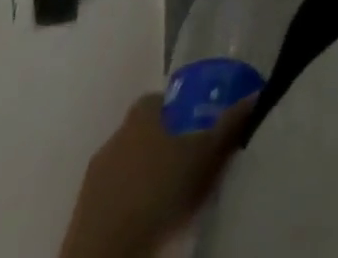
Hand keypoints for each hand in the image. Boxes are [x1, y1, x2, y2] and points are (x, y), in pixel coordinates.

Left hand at [58, 94, 253, 257]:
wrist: (106, 255)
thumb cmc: (160, 192)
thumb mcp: (205, 157)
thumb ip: (229, 126)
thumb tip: (256, 95)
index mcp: (141, 116)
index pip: (158, 100)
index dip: (177, 111)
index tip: (195, 127)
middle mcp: (115, 137)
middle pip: (142, 133)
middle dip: (162, 145)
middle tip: (188, 163)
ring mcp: (94, 178)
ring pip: (126, 167)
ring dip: (143, 176)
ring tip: (169, 196)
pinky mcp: (81, 217)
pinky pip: (112, 199)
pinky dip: (128, 204)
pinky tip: (147, 220)